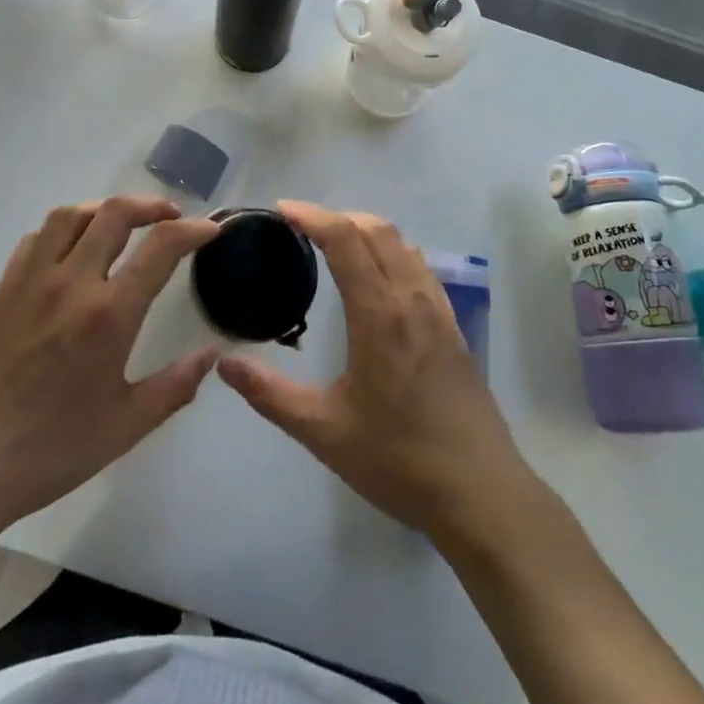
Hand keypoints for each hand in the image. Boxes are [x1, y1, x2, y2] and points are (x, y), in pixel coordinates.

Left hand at [0, 197, 220, 535]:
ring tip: (121, 224)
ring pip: (70, 215)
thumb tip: (212, 354)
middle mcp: (71, 283)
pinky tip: (71, 251)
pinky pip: (36, 239)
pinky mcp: (0, 291)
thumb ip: (176, 385)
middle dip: (151, 206)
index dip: (193, 230)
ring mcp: (30, 282)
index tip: (210, 230)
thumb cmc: (50, 450)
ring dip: (104, 209)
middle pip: (115, 213)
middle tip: (170, 217)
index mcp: (109, 315)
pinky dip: (64, 230)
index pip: (161, 247)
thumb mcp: (126, 425)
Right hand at [218, 202, 537, 545]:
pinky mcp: (453, 327)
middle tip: (302, 227)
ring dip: (367, 231)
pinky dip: (392, 253)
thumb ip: (270, 394)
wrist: (479, 493)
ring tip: (335, 245)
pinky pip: (420, 268)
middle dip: (338, 216)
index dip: (312, 216)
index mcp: (380, 314)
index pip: (345, 240)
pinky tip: (378, 280)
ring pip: (403, 245)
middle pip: (377, 230)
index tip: (282, 210)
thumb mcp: (324, 431)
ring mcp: (439, 311)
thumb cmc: (398, 460)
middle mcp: (412, 299)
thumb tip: (224, 363)